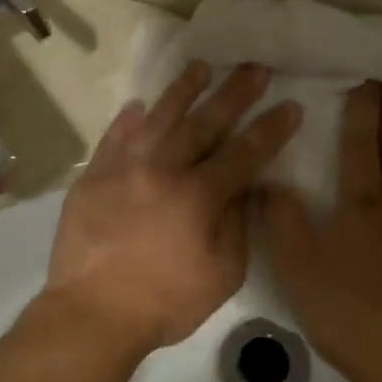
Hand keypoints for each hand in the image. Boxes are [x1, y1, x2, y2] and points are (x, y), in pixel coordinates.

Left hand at [44, 61, 301, 357]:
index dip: (271, 128)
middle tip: (254, 68)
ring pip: (157, 118)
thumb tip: (243, 189)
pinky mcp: (92, 178)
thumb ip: (237, 225)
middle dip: (234, 93)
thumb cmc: (164, 302)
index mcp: (198, 195)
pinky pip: (113, 138)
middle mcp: (162, 169)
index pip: (244, 152)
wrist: (92, 313)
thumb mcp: (222, 274)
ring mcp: (122, 169)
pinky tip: (138, 105)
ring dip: (182, 91)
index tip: (290, 105)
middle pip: (204, 123)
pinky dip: (128, 120)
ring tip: (199, 67)